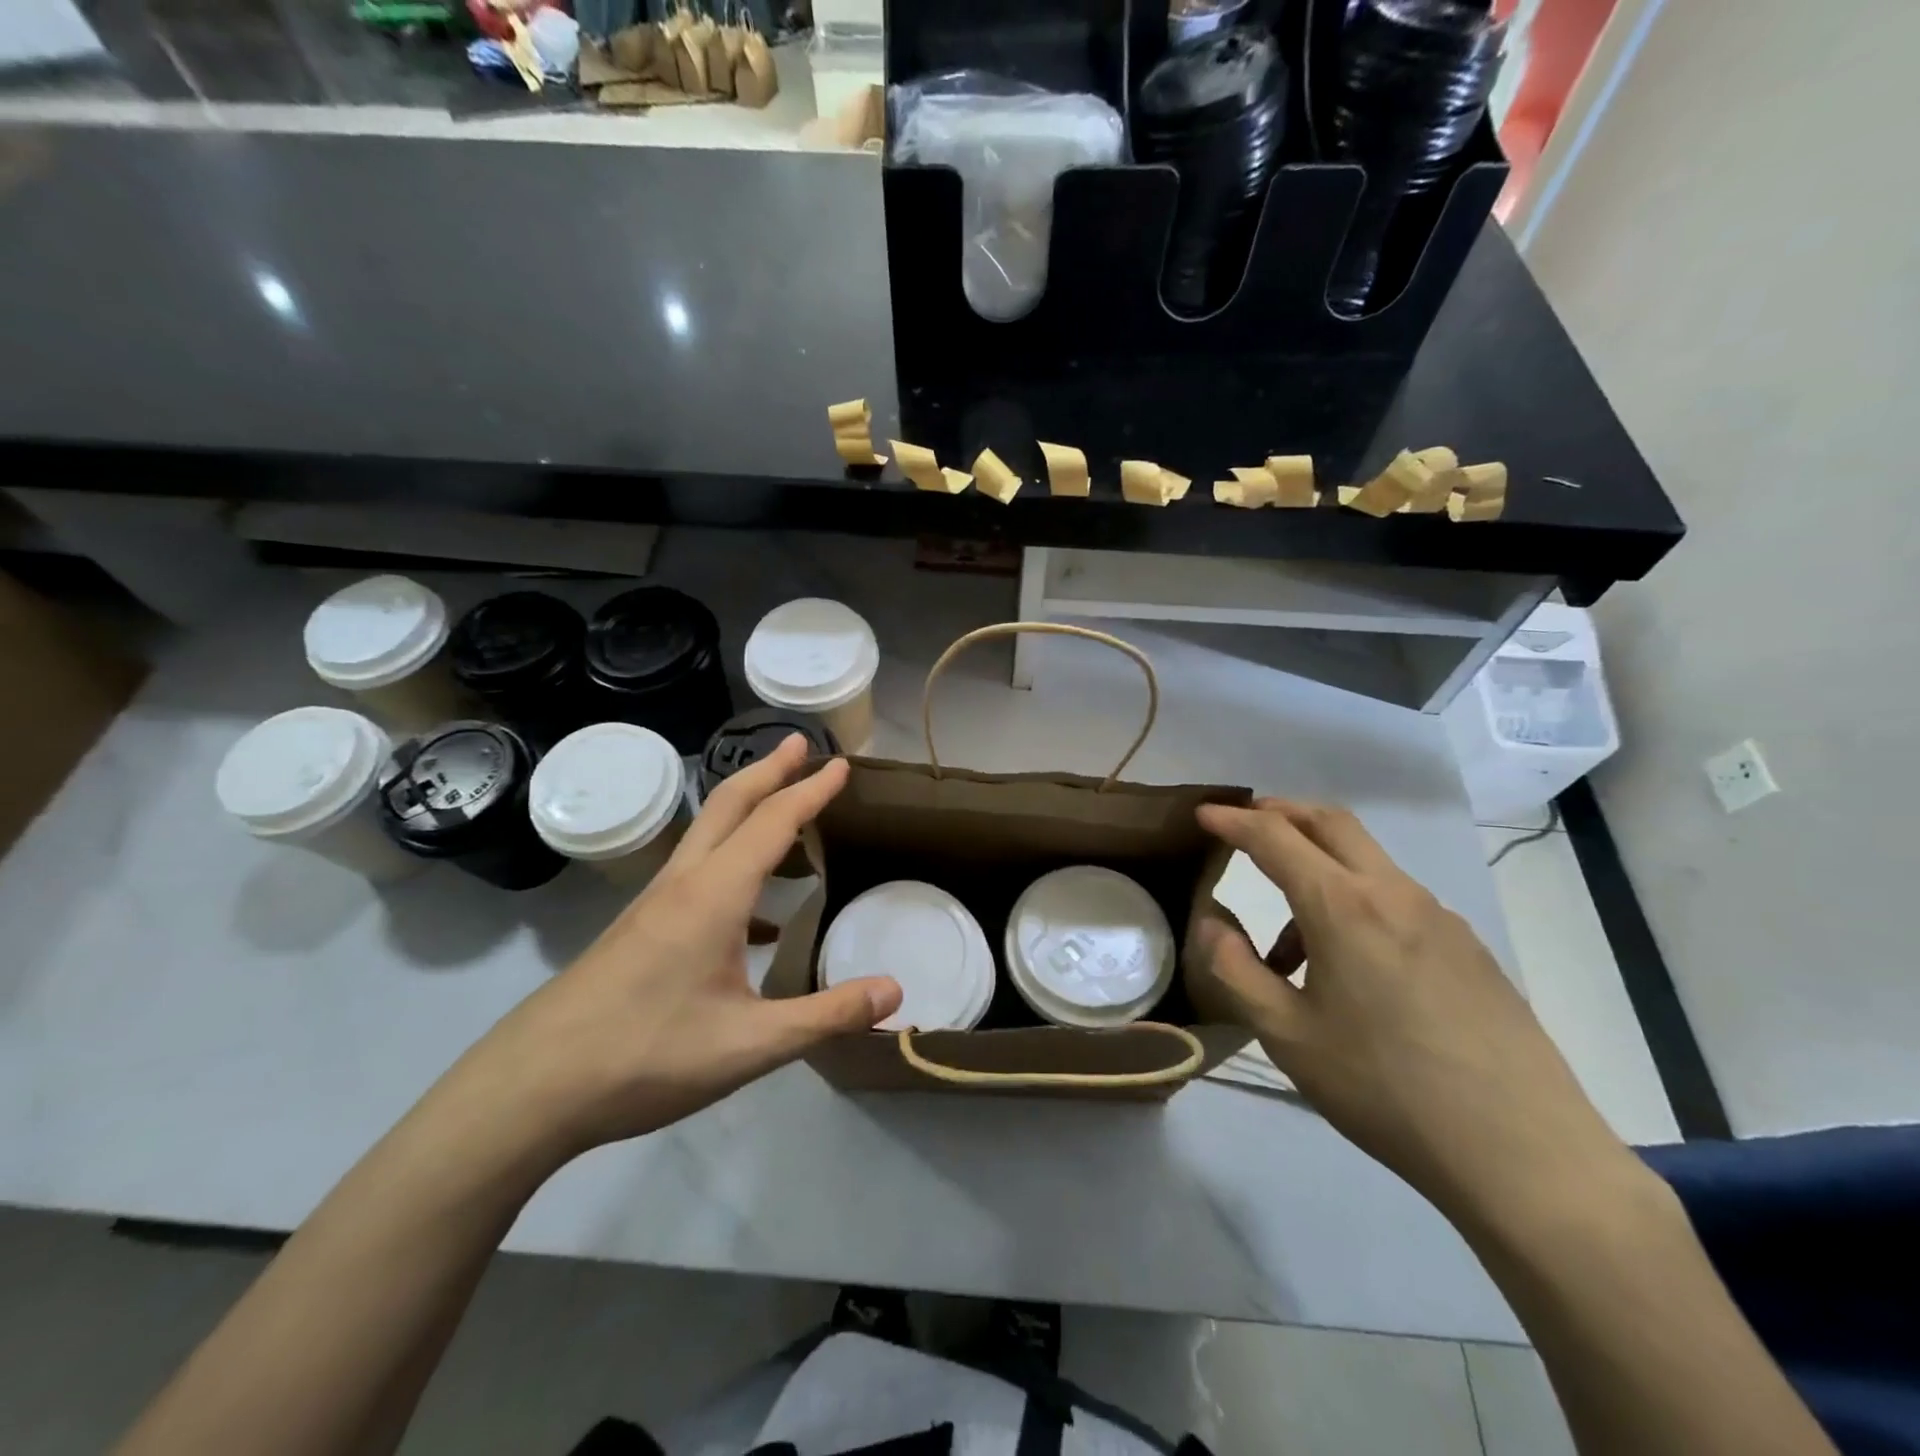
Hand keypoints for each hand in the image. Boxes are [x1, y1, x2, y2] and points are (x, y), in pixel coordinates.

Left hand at [442, 736, 902, 1164]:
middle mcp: (683, 883)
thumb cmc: (646, 1056)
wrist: (532, 1087)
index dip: (811, 791)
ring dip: (748, 809)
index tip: (842, 765)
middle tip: (801, 744)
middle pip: (730, 804)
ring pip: (708, 834)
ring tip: (786, 814)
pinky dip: (731, 861)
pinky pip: (695, 872)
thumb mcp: (751, 1045)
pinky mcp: (639, 929)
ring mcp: (654, 904)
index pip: (773, 822)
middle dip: (769, 769)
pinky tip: (752, 914)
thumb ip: (827, 1015)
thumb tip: (896, 991)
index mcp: (714, 895)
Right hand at [1188, 799, 1636, 1224]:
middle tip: (1244, 825)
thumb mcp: (1287, 1035)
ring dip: (1317, 869)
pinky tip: (1350, 971)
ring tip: (1288, 946)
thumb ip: (1234, 967)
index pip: (1275, 837)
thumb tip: (1211, 919)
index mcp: (1344, 906)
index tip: (1202, 813)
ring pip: (1365, 861)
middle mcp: (1394, 893)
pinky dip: (1354, 902)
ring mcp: (1440, 917)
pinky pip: (1396, 899)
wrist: (1523, 1154)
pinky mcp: (1468, 947)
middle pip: (1331, 822)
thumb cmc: (1385, 1090)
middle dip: (1281, 812)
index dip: (1232, 820)